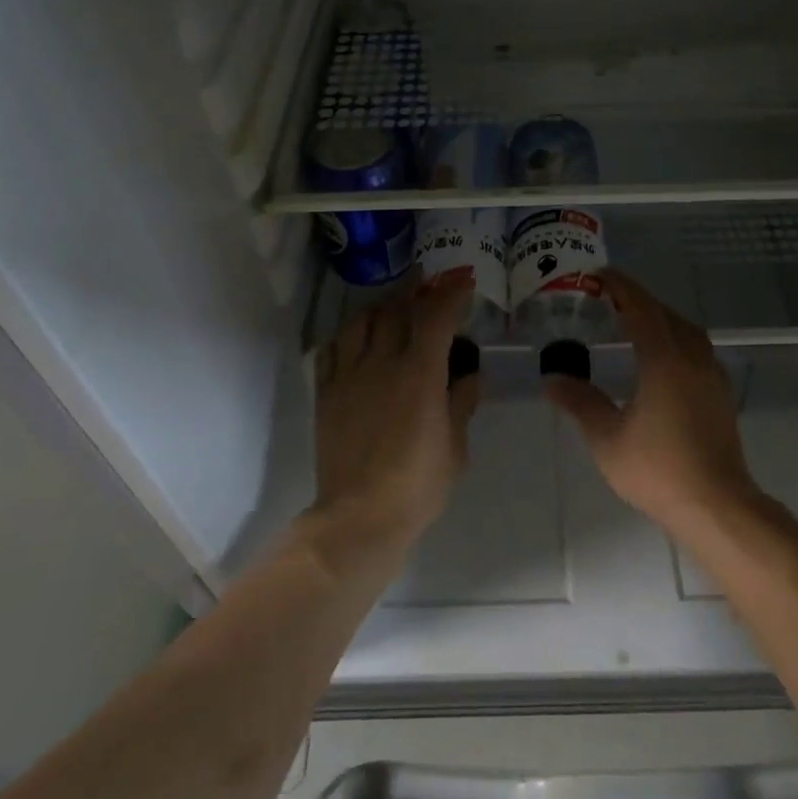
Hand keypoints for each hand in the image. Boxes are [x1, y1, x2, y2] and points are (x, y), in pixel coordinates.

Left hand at [305, 269, 480, 565]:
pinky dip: (349, 334)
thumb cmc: (418, 485)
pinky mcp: (326, 392)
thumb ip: (462, 402)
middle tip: (431, 283)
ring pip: (361, 321)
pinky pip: (333, 348)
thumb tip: (471, 374)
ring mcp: (349, 375)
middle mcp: (382, 363)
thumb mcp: (455, 446)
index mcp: (420, 374)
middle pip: (397, 310)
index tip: (464, 280)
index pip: (436, 317)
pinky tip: (358, 336)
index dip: (452, 293)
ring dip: (382, 307)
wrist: (359, 517)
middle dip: (417, 290)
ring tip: (394, 306)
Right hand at [542, 269, 759, 531]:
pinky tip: (661, 356)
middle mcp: (692, 358)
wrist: (717, 505)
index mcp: (665, 360)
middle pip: (665, 314)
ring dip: (660, 317)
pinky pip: (696, 348)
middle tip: (609, 297)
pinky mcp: (720, 393)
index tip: (600, 275)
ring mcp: (711, 375)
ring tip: (633, 321)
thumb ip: (580, 402)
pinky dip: (675, 337)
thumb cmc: (659, 470)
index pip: (641, 309)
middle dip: (638, 300)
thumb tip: (552, 377)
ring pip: (686, 330)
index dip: (621, 287)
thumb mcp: (608, 438)